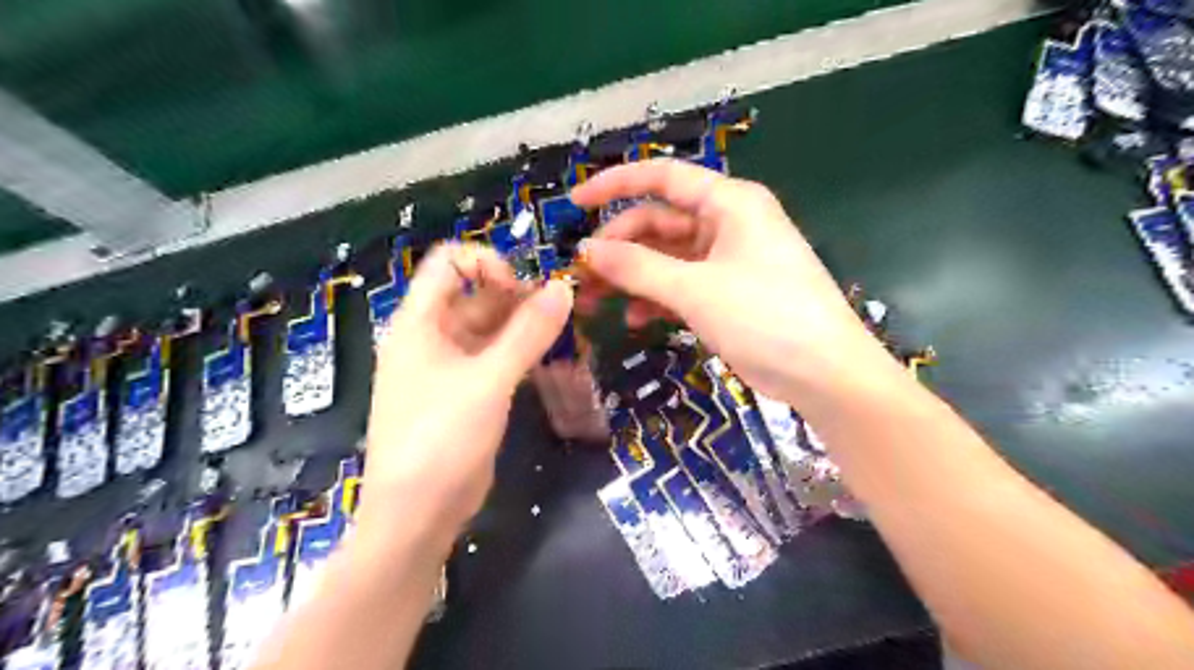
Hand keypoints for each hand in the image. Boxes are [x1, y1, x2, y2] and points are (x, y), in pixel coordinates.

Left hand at [360, 243, 572, 546]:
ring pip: (492, 328)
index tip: (524, 289)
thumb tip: (564, 288)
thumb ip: (528, 333)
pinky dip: (523, 354)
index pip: (449, 263)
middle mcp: (432, 337)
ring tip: (567, 335)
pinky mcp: (468, 393)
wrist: (417, 515)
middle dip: (519, 298)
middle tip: (562, 315)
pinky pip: (497, 358)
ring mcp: (450, 367)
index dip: (488, 263)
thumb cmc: (441, 438)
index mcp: (420, 322)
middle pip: (476, 295)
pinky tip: (553, 360)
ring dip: (527, 327)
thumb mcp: (488, 381)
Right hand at [568, 160, 894, 401]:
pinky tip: (636, 320)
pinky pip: (682, 285)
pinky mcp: (728, 292)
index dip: (614, 185)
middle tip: (582, 275)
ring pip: (667, 257)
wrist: (825, 374)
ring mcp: (728, 260)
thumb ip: (637, 267)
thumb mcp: (694, 289)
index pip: (662, 177)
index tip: (574, 204)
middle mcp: (728, 223)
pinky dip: (657, 298)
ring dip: (633, 276)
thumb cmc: (764, 316)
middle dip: (619, 247)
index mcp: (729, 203)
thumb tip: (586, 251)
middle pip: (659, 222)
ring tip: (596, 301)